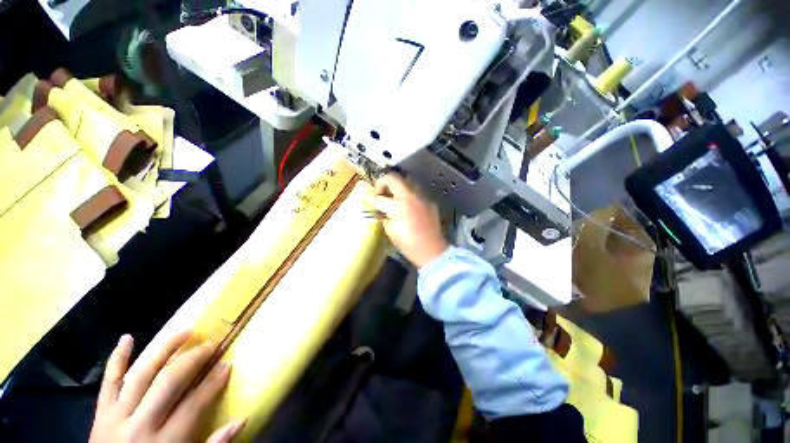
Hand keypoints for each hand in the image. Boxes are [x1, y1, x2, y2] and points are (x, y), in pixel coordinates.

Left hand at [89, 332, 244, 442]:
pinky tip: (127, 338)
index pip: (194, 404)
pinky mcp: (101, 413)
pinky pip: (108, 382)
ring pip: (142, 374)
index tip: (227, 364)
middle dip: (193, 359)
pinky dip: (116, 359)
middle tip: (211, 343)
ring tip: (185, 331)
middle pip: (169, 382)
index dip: (213, 382)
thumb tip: (242, 418)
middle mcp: (140, 424)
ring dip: (164, 349)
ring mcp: (117, 415)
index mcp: (165, 442)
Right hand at [365, 173, 448, 267]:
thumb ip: (384, 215)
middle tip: (380, 193)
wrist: (431, 250)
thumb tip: (380, 208)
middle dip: (382, 182)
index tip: (366, 197)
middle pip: (393, 178)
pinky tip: (407, 204)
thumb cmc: (408, 244)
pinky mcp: (429, 200)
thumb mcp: (390, 231)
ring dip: (397, 186)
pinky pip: (416, 191)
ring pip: (406, 181)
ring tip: (393, 197)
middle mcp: (410, 196)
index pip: (379, 198)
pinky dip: (408, 194)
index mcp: (398, 206)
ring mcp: (421, 196)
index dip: (370, 198)